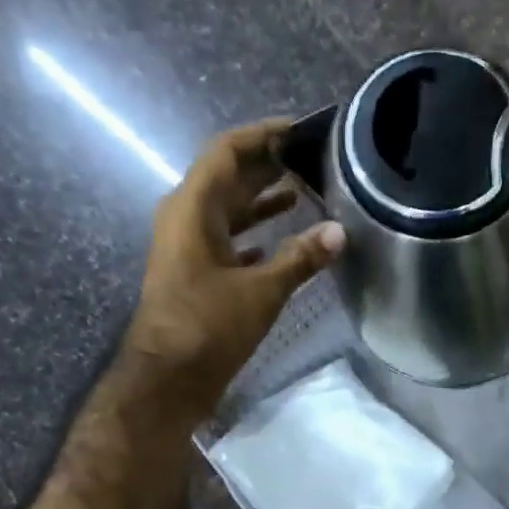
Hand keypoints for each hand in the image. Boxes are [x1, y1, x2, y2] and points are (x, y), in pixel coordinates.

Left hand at [127, 117, 344, 422]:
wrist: (169, 379)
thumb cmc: (208, 326)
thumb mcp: (261, 291)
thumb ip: (300, 258)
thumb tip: (339, 232)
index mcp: (193, 209)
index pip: (227, 153)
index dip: (262, 136)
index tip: (299, 129)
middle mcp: (186, 219)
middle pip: (228, 178)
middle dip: (267, 166)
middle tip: (310, 158)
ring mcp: (189, 248)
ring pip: (228, 211)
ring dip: (261, 200)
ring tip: (302, 191)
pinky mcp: (196, 274)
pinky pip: (228, 241)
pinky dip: (255, 236)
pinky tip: (282, 241)